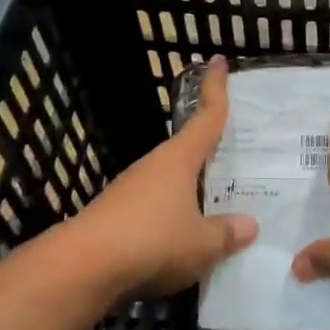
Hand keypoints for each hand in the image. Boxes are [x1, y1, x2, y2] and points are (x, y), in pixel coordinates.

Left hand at [72, 55, 256, 299]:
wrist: (80, 268)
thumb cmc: (150, 242)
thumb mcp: (201, 243)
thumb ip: (227, 233)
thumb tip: (249, 225)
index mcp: (179, 159)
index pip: (206, 116)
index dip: (216, 88)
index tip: (219, 60)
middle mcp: (155, 166)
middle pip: (189, 148)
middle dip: (211, 146)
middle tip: (239, 148)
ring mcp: (132, 190)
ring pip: (172, 179)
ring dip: (193, 185)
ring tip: (220, 200)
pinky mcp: (117, 215)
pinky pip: (157, 205)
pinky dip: (175, 212)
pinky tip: (186, 234)